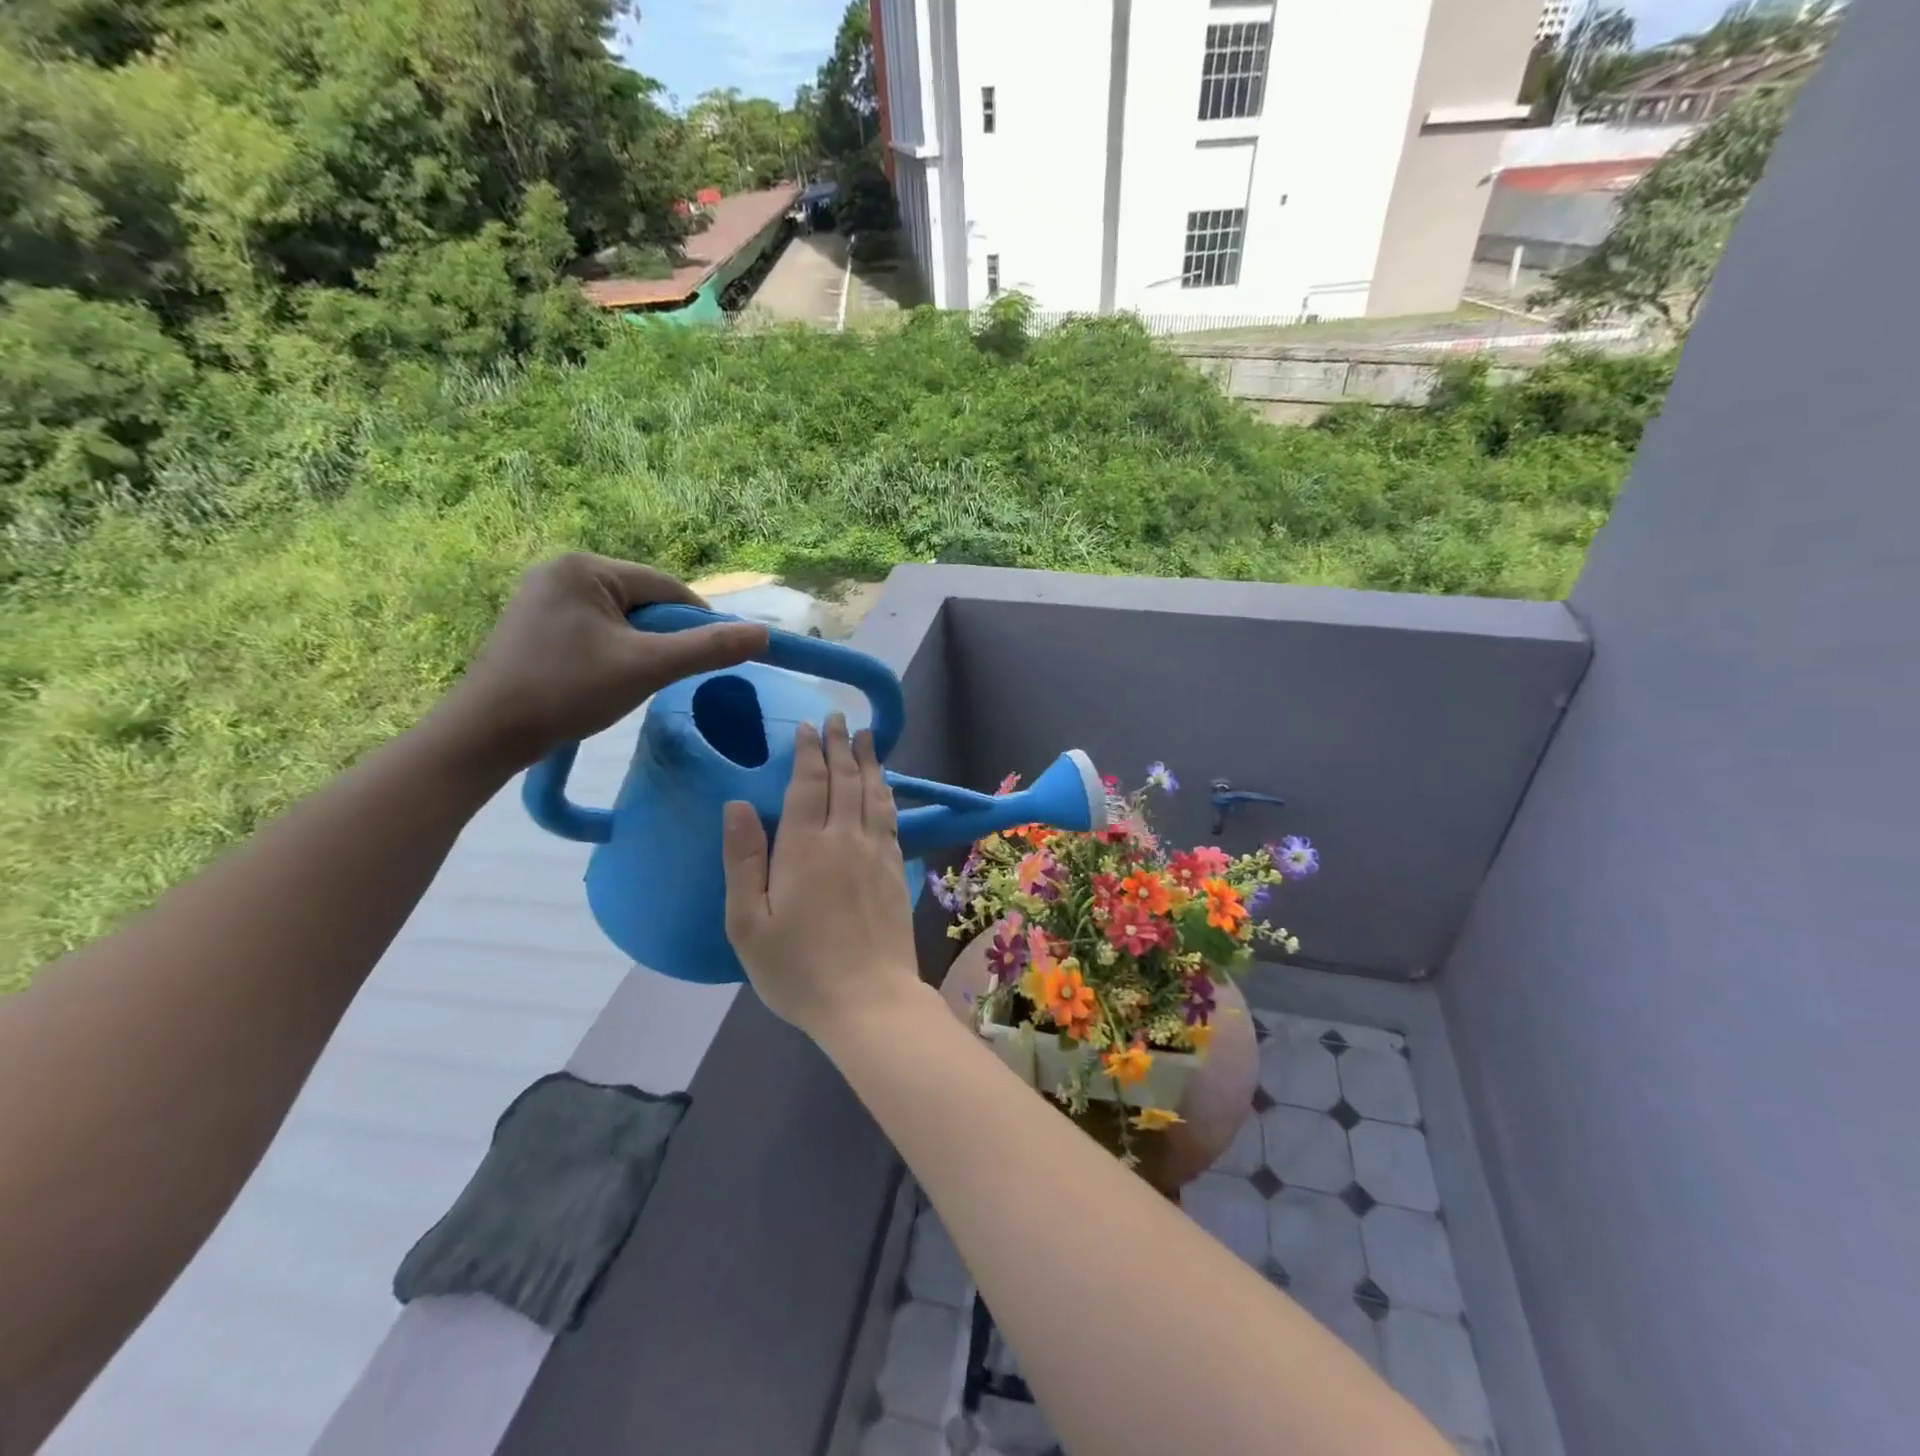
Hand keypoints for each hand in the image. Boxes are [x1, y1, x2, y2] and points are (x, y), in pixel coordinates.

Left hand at [442, 553, 768, 769]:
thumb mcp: (647, 667)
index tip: (711, 658)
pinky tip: (605, 680)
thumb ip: (708, 649)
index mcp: (586, 567)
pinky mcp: (534, 623)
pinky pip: (595, 629)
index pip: (666, 588)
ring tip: (632, 681)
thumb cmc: (568, 691)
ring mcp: (542, 596)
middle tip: (664, 676)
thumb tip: (764, 634)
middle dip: (662, 638)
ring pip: (621, 619)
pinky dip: (612, 652)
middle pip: (643, 602)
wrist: (487, 733)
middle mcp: (561, 570)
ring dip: (639, 647)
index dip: (697, 623)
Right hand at [721, 714, 919, 1040]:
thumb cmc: (798, 968)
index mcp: (805, 847)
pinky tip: (884, 786)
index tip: (811, 726)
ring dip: (869, 761)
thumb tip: (737, 803)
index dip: (810, 752)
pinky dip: (886, 792)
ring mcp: (876, 853)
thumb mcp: (749, 923)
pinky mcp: (895, 871)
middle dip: (841, 745)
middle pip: (845, 780)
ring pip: (873, 793)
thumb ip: (743, 860)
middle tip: (840, 717)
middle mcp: (845, 839)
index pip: (809, 784)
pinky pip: (890, 818)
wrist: (868, 1001)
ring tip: (867, 737)